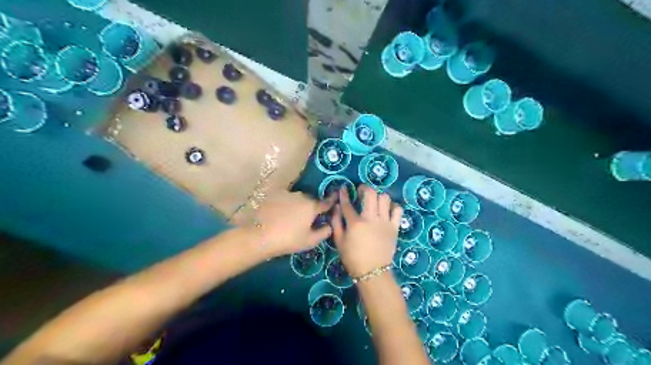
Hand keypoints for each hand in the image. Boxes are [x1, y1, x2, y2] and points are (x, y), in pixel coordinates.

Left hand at [253, 191, 334, 256]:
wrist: (260, 236)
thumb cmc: (288, 240)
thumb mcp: (310, 241)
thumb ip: (324, 232)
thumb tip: (330, 225)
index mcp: (312, 206)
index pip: (326, 202)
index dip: (332, 200)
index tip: (336, 197)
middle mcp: (301, 196)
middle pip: (310, 200)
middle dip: (311, 207)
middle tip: (306, 219)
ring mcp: (287, 194)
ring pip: (297, 198)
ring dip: (297, 205)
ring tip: (290, 217)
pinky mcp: (274, 194)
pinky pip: (285, 198)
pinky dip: (285, 204)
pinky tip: (279, 214)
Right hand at [332, 185, 405, 275]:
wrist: (372, 272)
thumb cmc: (353, 258)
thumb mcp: (339, 241)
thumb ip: (336, 222)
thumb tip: (337, 208)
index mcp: (356, 223)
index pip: (348, 204)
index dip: (344, 194)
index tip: (343, 188)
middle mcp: (371, 219)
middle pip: (370, 194)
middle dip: (364, 188)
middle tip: (361, 192)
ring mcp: (385, 222)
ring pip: (385, 198)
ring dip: (378, 196)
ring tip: (375, 201)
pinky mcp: (395, 227)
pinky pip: (398, 210)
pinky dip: (393, 206)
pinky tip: (387, 210)